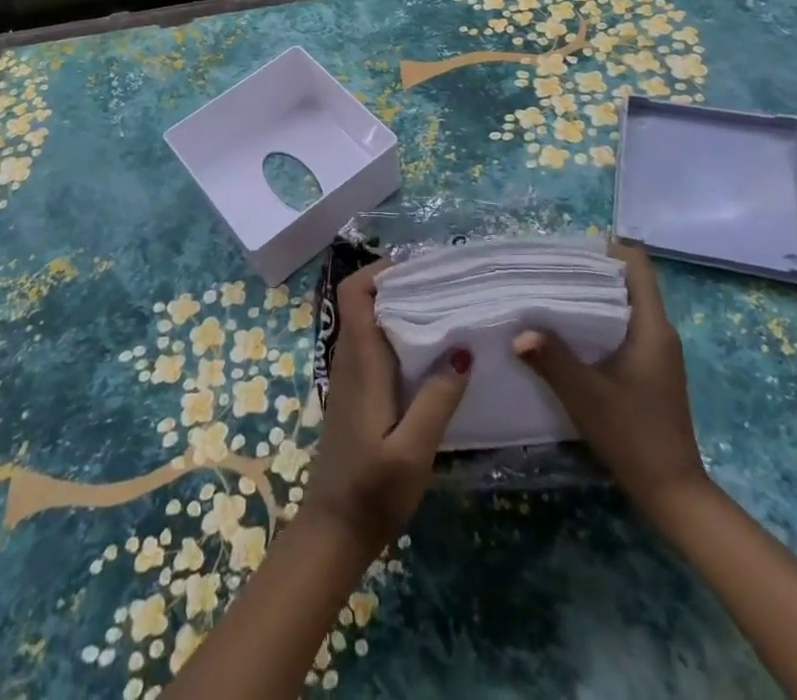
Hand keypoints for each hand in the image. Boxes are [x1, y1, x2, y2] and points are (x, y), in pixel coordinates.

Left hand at [300, 260, 470, 560]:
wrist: (334, 530)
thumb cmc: (372, 489)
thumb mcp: (413, 449)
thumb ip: (436, 399)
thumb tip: (462, 348)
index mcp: (360, 361)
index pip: (353, 293)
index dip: (379, 270)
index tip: (418, 266)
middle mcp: (350, 359)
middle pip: (364, 302)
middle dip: (399, 284)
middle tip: (444, 283)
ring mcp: (351, 377)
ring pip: (370, 322)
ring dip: (400, 309)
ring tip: (444, 308)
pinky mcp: (357, 394)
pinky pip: (374, 346)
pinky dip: (398, 335)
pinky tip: (431, 352)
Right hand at [512, 239, 708, 517]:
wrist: (674, 493)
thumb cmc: (634, 435)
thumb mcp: (587, 395)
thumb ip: (552, 359)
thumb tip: (519, 331)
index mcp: (652, 326)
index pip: (636, 263)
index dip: (605, 247)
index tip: (567, 249)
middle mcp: (659, 331)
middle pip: (626, 281)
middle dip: (588, 270)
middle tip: (546, 269)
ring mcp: (657, 351)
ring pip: (623, 305)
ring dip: (590, 297)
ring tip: (548, 294)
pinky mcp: (649, 369)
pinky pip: (622, 327)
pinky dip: (596, 321)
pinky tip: (566, 332)